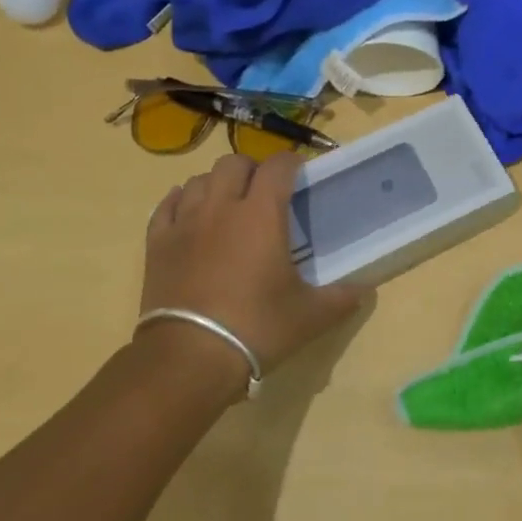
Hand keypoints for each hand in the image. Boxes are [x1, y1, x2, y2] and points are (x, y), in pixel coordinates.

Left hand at [139, 153, 366, 385]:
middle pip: (234, 163)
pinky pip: (167, 205)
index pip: (278, 166)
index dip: (292, 162)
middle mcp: (222, 207)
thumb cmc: (257, 328)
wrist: (189, 357)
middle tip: (265, 191)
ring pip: (199, 180)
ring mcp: (184, 223)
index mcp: (262, 214)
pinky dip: (182, 201)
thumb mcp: (311, 316)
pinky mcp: (156, 244)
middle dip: (253, 169)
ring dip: (218, 184)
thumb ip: (341, 298)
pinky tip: (190, 214)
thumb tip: (365, 290)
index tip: (301, 173)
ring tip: (229, 204)